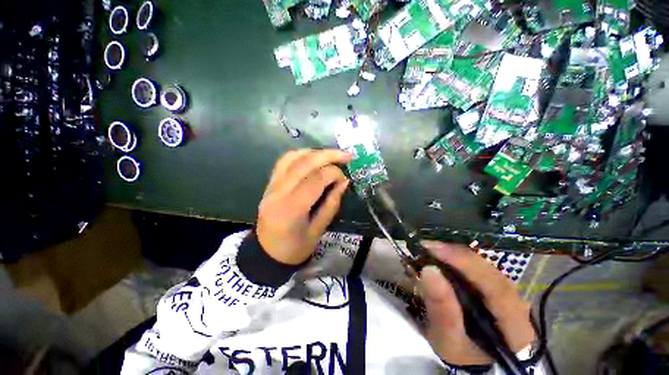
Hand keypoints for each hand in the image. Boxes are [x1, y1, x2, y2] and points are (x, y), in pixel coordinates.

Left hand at [256, 149, 351, 264]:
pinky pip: (284, 161)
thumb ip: (332, 204)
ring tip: (332, 155)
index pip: (316, 179)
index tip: (345, 178)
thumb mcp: (318, 230)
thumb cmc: (294, 248)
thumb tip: (344, 181)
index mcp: (291, 208)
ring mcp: (271, 185)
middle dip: (329, 155)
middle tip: (347, 155)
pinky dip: (301, 155)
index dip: (334, 173)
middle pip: (304, 162)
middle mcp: (279, 192)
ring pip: (293, 157)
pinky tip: (313, 158)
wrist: (266, 253)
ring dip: (315, 152)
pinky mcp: (269, 183)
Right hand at [419, 242, 535, 365]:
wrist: (476, 363)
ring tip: (433, 250)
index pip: (495, 286)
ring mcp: (510, 295)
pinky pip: (481, 269)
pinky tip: (445, 258)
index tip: (434, 249)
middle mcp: (517, 304)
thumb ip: (442, 311)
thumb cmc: (463, 356)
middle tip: (427, 246)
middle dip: (457, 255)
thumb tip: (429, 271)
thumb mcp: (449, 341)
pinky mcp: (499, 290)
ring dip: (458, 256)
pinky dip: (461, 261)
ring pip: (487, 267)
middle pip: (490, 271)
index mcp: (514, 325)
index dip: (464, 264)